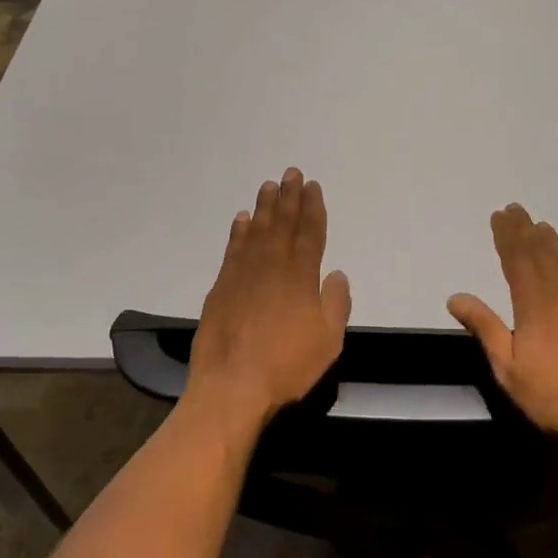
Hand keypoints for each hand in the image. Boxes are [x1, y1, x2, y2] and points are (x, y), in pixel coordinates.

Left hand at [186, 168, 351, 432]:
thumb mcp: (328, 341)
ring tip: (268, 186)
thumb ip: (335, 303)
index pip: (310, 233)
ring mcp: (243, 274)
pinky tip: (242, 219)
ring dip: (264, 207)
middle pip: (283, 224)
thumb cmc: (287, 365)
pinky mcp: (221, 287)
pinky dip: (239, 231)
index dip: (313, 208)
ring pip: (257, 231)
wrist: (232, 385)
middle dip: (289, 197)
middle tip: (290, 172)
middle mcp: (272, 266)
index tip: (312, 186)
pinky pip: (233, 249)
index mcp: (301, 277)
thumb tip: (336, 273)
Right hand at [448, 204, 557, 446]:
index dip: (506, 235)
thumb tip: (456, 297)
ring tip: (540, 227)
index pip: (516, 259)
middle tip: (515, 210)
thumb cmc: (552, 396)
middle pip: (541, 252)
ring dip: (552, 241)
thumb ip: (484, 328)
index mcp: (534, 303)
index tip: (498, 216)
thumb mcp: (507, 367)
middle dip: (525, 230)